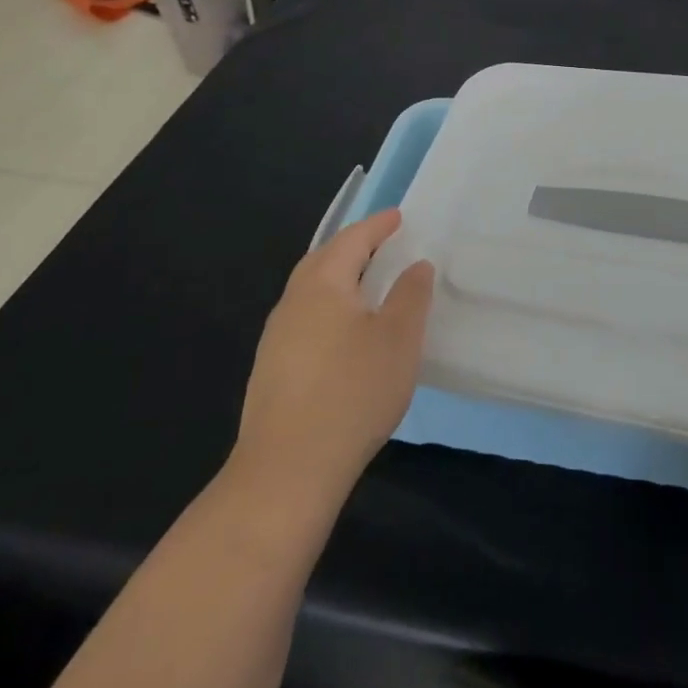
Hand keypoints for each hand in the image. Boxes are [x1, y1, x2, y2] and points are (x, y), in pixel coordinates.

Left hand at [224, 210, 433, 513]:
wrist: (287, 470)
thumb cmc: (352, 392)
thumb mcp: (399, 338)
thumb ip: (411, 295)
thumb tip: (416, 266)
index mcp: (322, 284)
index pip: (352, 240)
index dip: (378, 226)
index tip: (399, 217)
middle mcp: (292, 303)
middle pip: (323, 261)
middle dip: (353, 248)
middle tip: (382, 244)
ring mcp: (276, 339)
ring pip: (311, 292)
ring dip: (339, 280)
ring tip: (368, 286)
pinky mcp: (271, 371)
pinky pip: (305, 320)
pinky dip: (329, 309)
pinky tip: (345, 334)